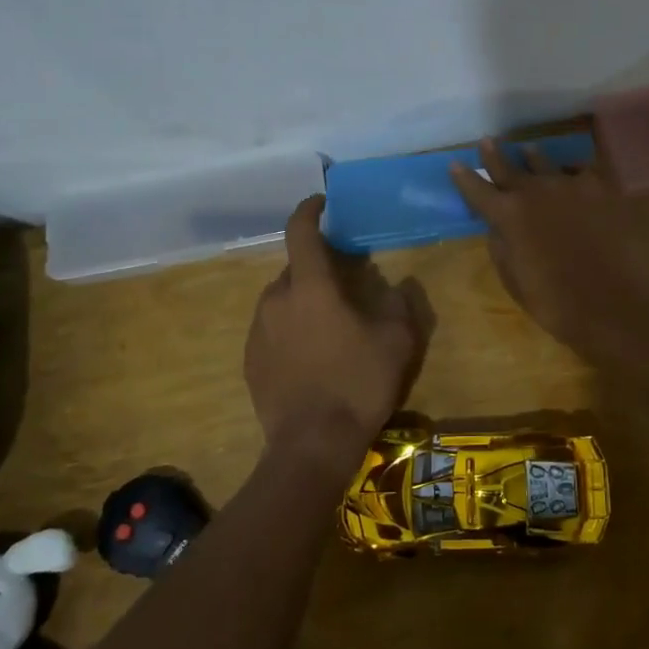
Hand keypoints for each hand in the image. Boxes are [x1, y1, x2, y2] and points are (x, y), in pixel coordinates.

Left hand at [244, 196, 425, 471]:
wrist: (312, 445)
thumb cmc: (358, 383)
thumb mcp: (397, 341)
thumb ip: (399, 304)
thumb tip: (395, 288)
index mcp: (310, 287)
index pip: (301, 231)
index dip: (309, 210)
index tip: (320, 203)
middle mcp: (276, 300)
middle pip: (295, 269)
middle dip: (317, 268)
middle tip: (344, 286)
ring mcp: (258, 332)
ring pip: (282, 301)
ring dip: (304, 302)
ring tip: (330, 327)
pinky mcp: (250, 361)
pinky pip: (272, 330)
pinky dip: (290, 331)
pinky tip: (312, 357)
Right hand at [448, 140, 648, 354]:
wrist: (613, 304)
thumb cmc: (555, 302)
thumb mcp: (513, 278)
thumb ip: (501, 246)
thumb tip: (497, 227)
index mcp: (509, 215)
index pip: (478, 190)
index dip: (464, 178)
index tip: (455, 164)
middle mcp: (536, 191)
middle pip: (509, 167)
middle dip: (495, 155)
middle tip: (487, 141)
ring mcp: (571, 186)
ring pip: (545, 163)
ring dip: (532, 157)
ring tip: (527, 150)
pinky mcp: (602, 190)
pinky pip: (582, 170)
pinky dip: (572, 170)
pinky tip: (572, 172)